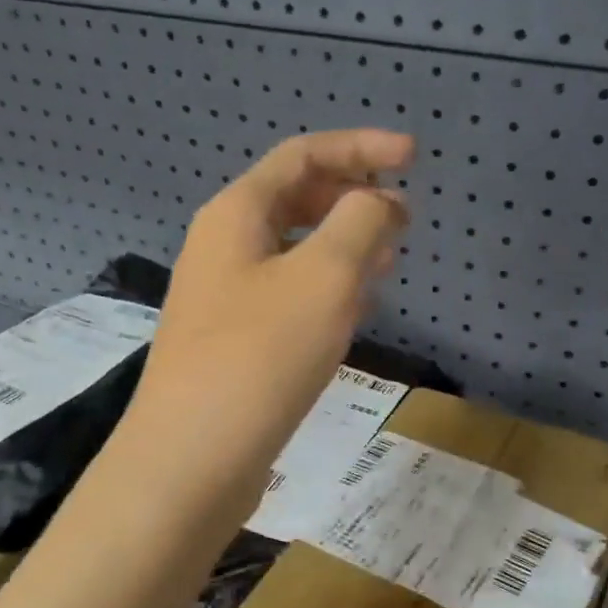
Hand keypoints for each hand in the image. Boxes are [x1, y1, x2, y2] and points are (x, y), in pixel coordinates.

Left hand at [127, 129, 412, 507]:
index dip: (361, 148)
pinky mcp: (235, 343)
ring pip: (295, 251)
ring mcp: (225, 298)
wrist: (193, 458)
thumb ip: (360, 223)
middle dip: (353, 198)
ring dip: (344, 245)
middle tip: (405, 219)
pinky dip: (327, 288)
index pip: (304, 156)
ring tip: (390, 260)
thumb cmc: (260, 356)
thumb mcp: (324, 277)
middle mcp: (224, 247)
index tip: (414, 157)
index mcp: (237, 214)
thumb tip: (378, 203)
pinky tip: (353, 310)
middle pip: (295, 199)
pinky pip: (288, 294)